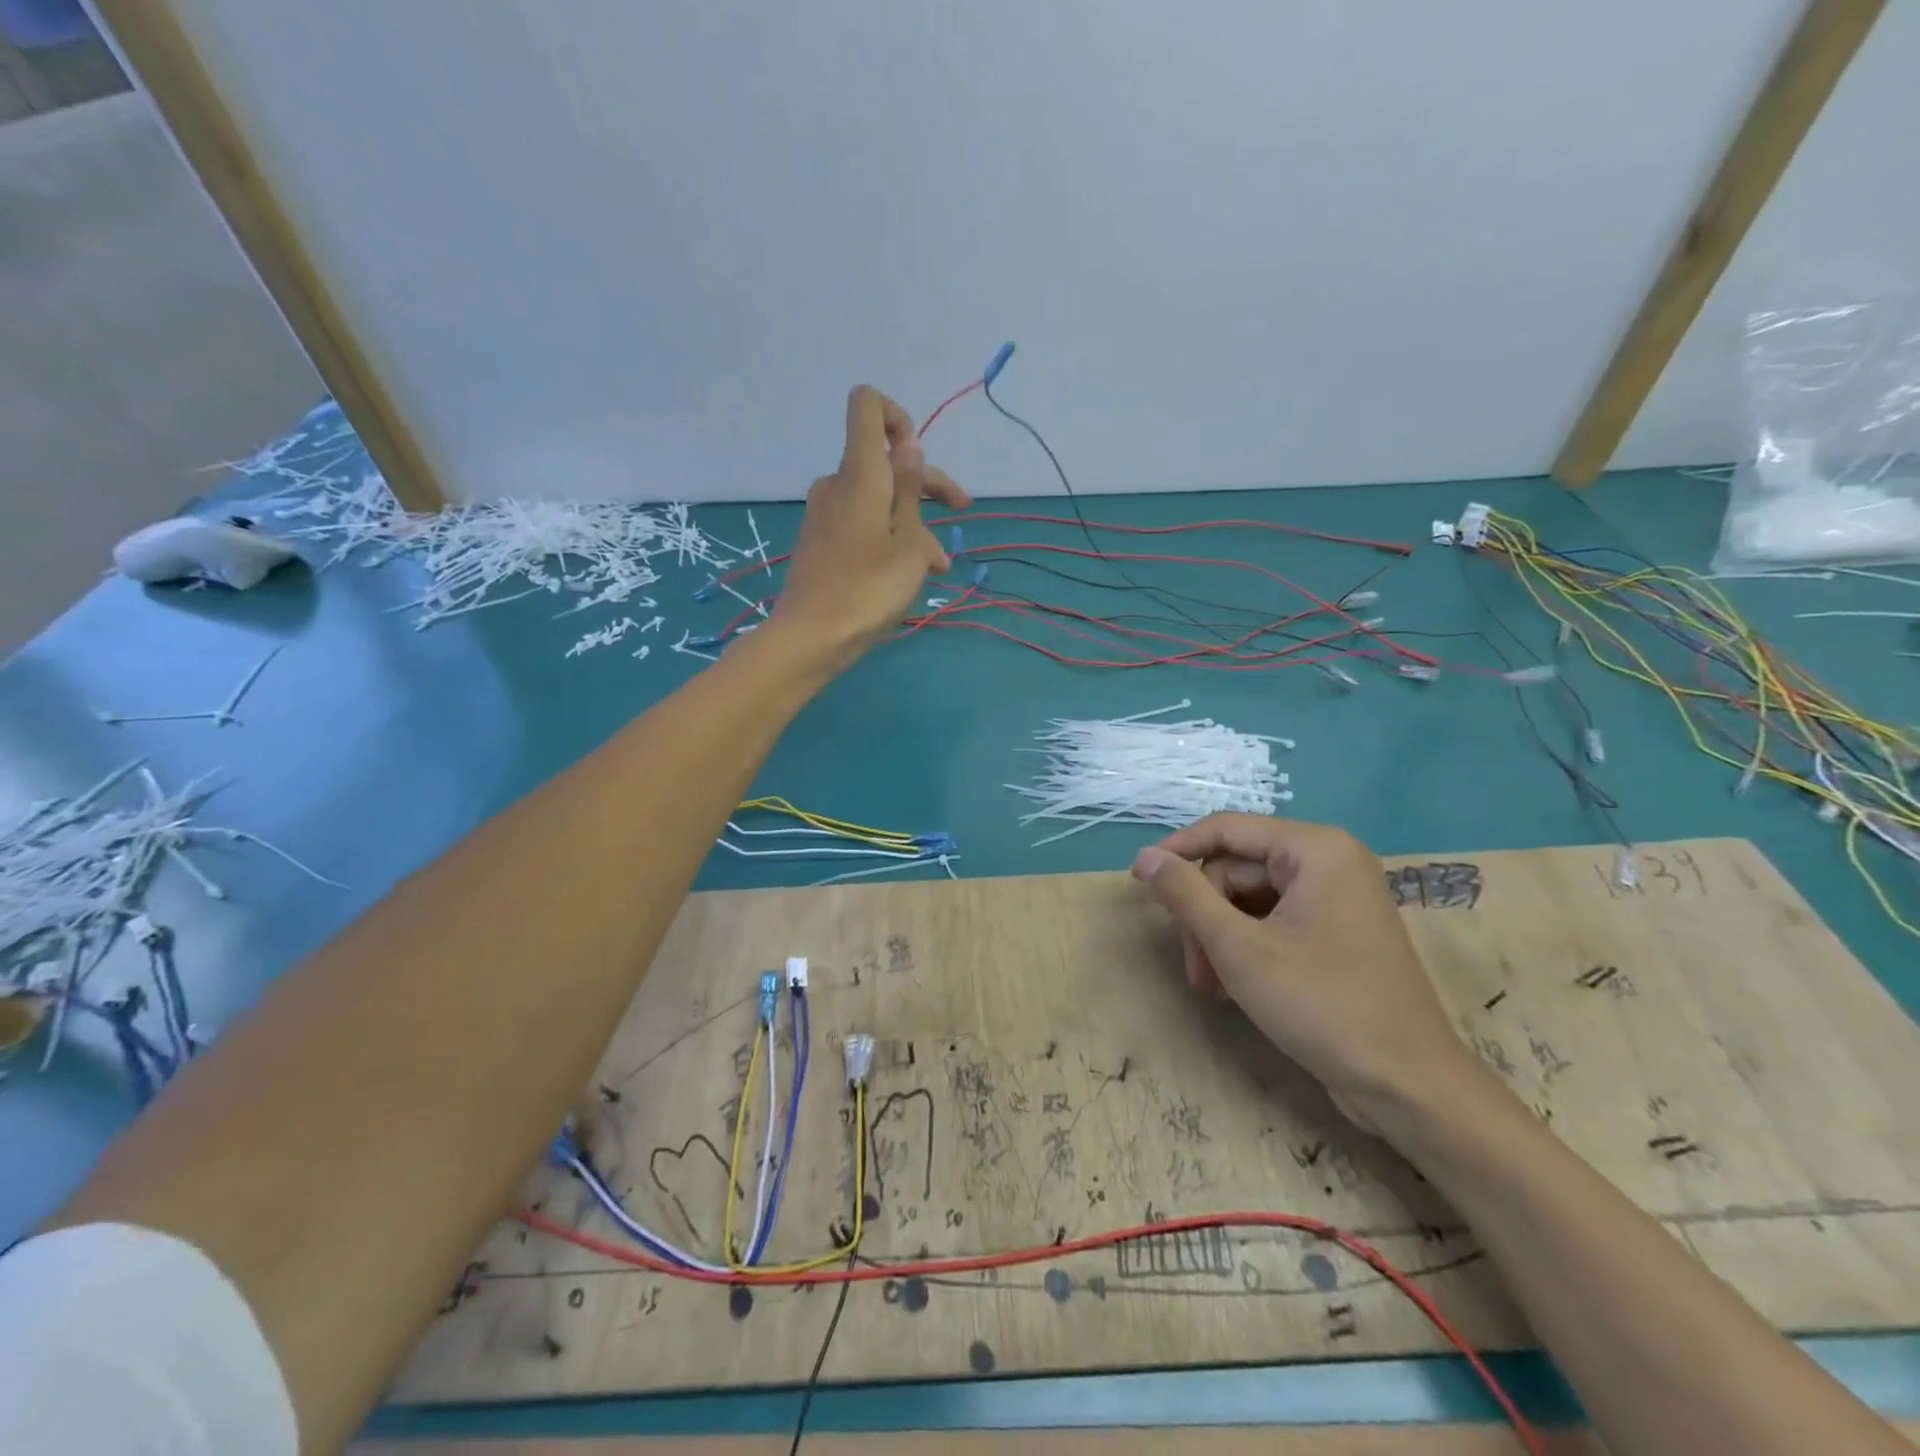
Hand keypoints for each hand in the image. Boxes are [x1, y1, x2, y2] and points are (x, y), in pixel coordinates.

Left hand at [767, 385, 970, 670]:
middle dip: (927, 483)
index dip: (898, 417)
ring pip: (878, 501)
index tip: (920, 456)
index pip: (867, 407)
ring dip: (913, 523)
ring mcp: (825, 513)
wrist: (811, 638)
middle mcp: (837, 484)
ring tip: (937, 566)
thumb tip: (908, 445)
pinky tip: (910, 574)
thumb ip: (910, 490)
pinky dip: (889, 538)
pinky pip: (861, 524)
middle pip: (884, 461)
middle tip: (961, 510)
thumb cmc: (868, 590)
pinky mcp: (821, 540)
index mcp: (860, 474)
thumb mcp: (907, 543)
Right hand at [1131, 814, 1483, 1132]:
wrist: (1409, 1087)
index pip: (1227, 829)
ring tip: (1212, 986)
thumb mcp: (1240, 948)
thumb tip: (1145, 857)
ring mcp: (1336, 899)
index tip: (1138, 880)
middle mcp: (1329, 862)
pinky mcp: (1336, 933)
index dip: (1177, 851)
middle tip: (1195, 967)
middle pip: (1237, 870)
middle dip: (1206, 916)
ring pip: (1251, 899)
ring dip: (1222, 938)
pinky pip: (1274, 921)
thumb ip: (1187, 896)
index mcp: (1316, 850)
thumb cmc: (1323, 1005)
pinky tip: (1235, 987)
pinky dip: (1247, 948)